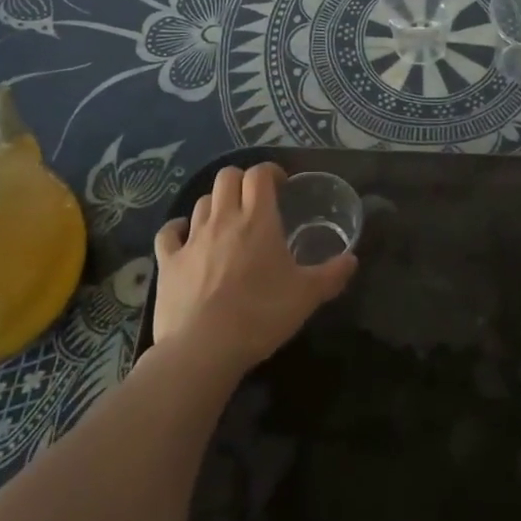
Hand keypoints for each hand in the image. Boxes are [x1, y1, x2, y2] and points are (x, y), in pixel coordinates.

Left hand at [152, 163, 357, 376]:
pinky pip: (169, 232)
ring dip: (215, 204)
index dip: (270, 171)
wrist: (204, 348)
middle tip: (254, 201)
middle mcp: (224, 219)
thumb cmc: (261, 315)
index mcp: (258, 220)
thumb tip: (352, 259)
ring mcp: (192, 238)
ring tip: (226, 223)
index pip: (259, 174)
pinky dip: (178, 229)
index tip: (281, 185)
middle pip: (227, 177)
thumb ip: (332, 274)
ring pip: (201, 201)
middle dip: (241, 181)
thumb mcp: (307, 296)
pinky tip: (185, 237)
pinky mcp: (168, 261)